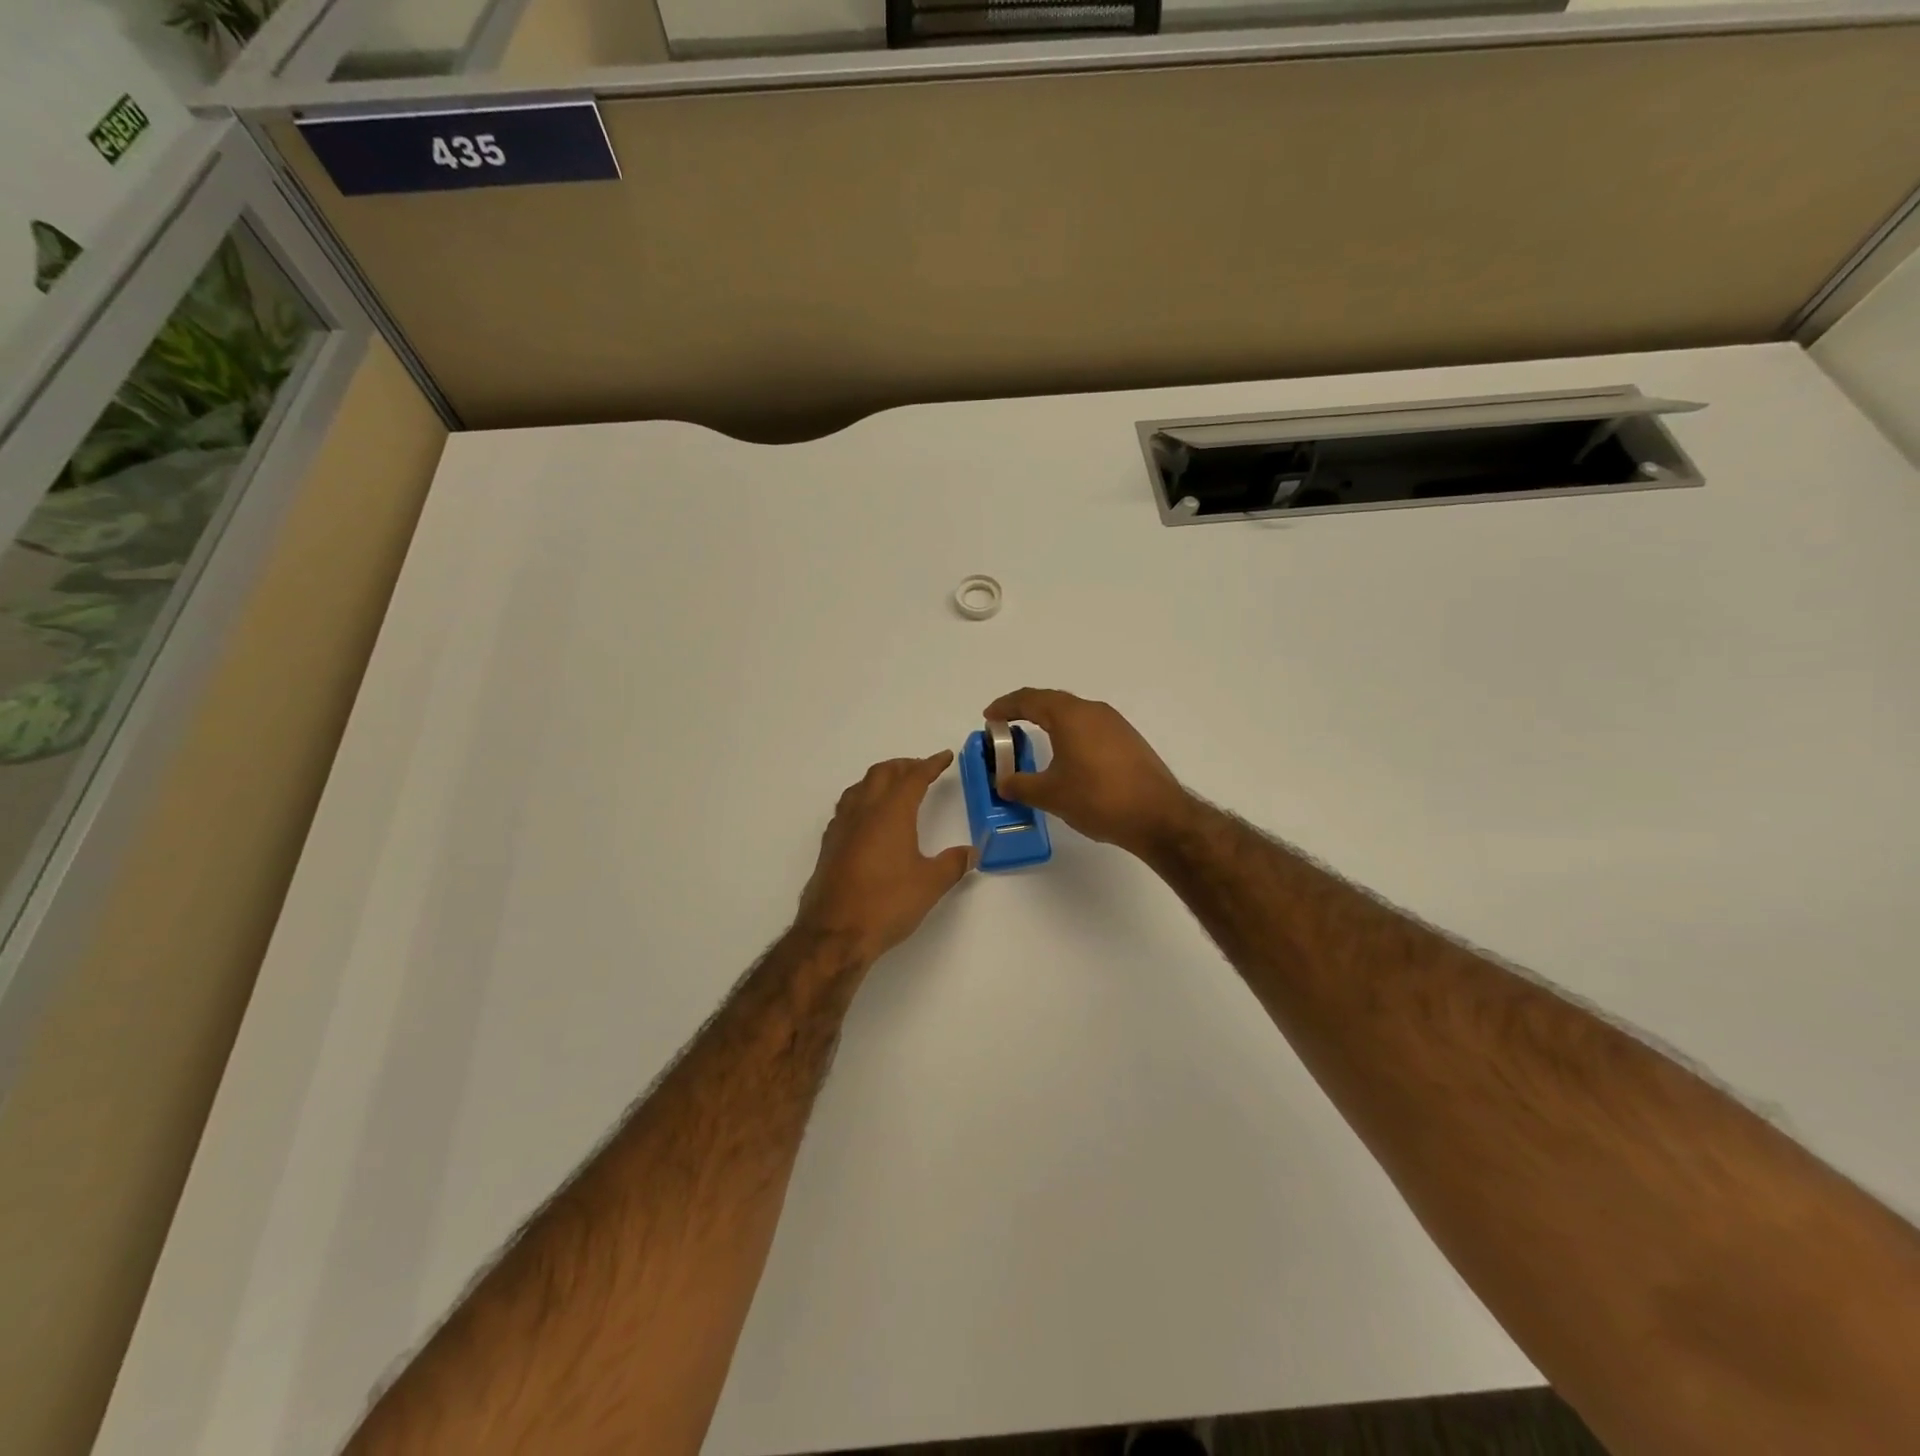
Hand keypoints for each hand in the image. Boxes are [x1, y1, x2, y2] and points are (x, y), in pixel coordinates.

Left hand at [796, 752, 972, 962]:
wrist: (834, 933)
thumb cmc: (887, 903)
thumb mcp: (930, 885)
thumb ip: (952, 864)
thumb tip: (971, 852)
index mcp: (891, 812)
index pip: (913, 777)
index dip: (931, 764)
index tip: (944, 757)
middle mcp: (864, 811)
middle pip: (882, 773)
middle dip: (904, 766)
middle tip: (922, 769)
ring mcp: (842, 827)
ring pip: (860, 787)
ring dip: (880, 779)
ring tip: (895, 786)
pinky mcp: (829, 845)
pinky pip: (847, 807)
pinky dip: (863, 799)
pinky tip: (869, 818)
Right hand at [982, 689, 1193, 856]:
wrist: (1158, 816)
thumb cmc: (1098, 798)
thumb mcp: (1050, 794)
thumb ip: (1020, 785)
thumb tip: (1002, 782)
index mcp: (1070, 716)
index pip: (1030, 699)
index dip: (1005, 706)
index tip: (989, 717)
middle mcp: (1093, 711)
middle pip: (1053, 701)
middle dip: (1026, 710)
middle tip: (1006, 725)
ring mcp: (1115, 724)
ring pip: (1074, 713)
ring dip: (1051, 721)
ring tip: (1034, 739)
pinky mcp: (1129, 740)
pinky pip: (1090, 727)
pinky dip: (1070, 733)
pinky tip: (1068, 755)